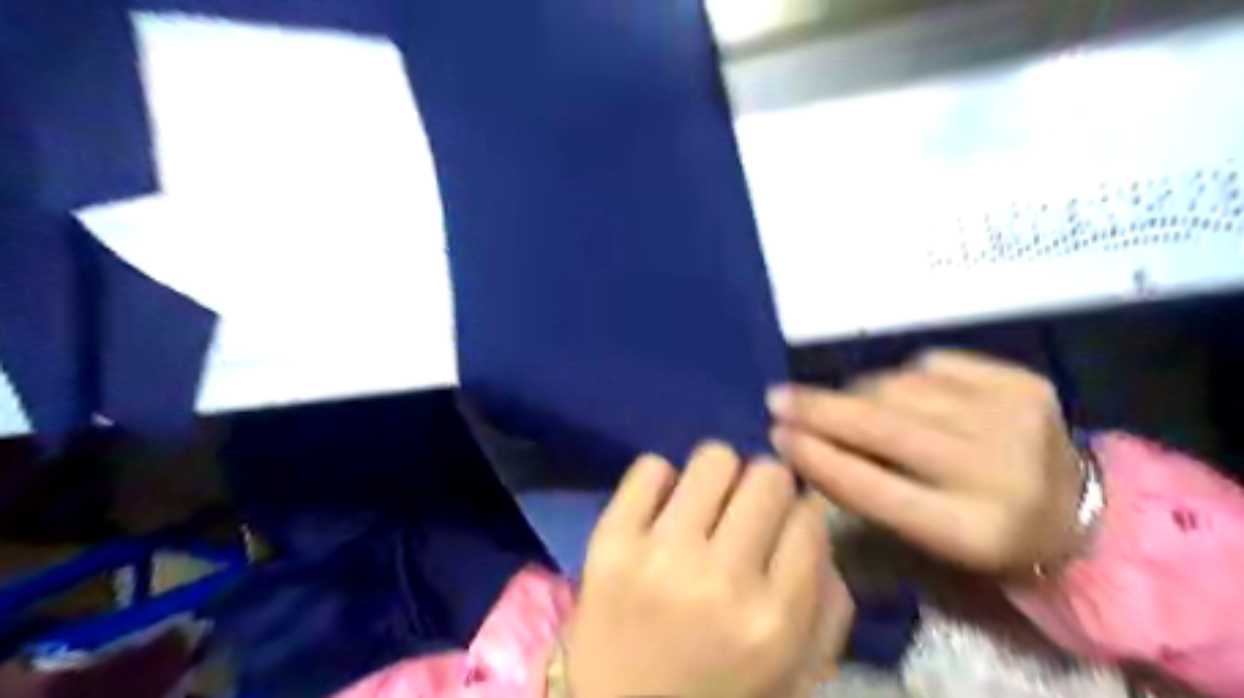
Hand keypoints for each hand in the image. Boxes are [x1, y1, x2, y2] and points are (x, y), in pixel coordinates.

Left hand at [568, 446, 851, 697]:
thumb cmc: (718, 697)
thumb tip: (813, 516)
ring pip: (714, 458)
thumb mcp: (795, 674)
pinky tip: (662, 512)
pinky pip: (650, 467)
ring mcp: (659, 555)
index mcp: (775, 621)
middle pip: (766, 476)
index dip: (799, 514)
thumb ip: (826, 602)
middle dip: (765, 489)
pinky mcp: (609, 540)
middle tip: (745, 512)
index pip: (809, 518)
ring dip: (719, 478)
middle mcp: (720, 579)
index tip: (784, 523)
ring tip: (705, 508)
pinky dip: (662, 481)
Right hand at [776, 351, 1085, 574]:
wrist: (1078, 510)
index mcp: (969, 531)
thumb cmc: (980, 532)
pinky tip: (902, 392)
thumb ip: (864, 492)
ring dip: (858, 392)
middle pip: (885, 427)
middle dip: (820, 409)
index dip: (817, 458)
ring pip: (901, 387)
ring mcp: (1014, 418)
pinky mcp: (1023, 382)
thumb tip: (803, 440)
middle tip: (777, 398)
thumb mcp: (923, 537)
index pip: (874, 488)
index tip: (776, 435)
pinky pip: (931, 363)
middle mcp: (997, 472)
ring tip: (844, 402)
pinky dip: (902, 376)